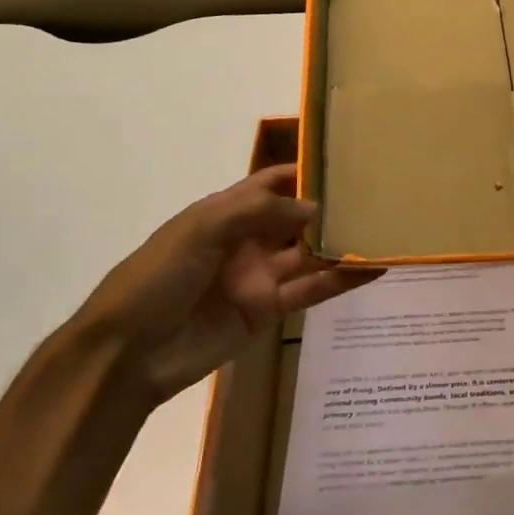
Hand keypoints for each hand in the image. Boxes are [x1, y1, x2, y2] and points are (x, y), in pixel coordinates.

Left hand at [66, 164, 379, 403]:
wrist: (128, 353)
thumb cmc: (156, 278)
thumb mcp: (199, 230)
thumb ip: (258, 212)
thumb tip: (316, 208)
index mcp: (224, 212)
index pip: (271, 183)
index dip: (304, 170)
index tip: (346, 161)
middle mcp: (247, 239)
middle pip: (297, 217)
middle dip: (331, 206)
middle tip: (379, 195)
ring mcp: (260, 275)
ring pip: (310, 253)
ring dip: (343, 243)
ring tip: (385, 229)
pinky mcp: (269, 310)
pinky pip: (312, 289)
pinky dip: (341, 280)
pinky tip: (372, 269)